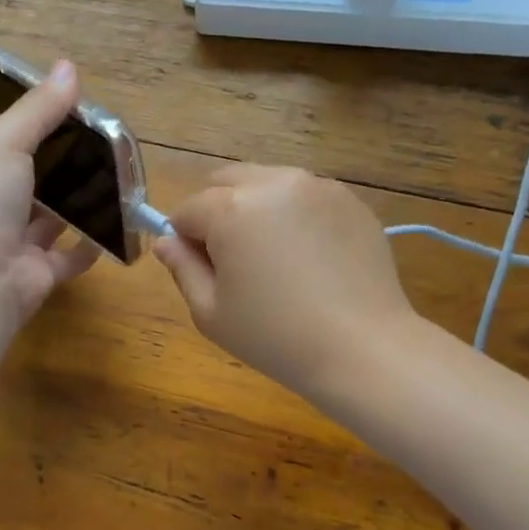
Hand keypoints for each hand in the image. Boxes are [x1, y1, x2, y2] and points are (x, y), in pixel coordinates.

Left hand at [0, 59, 98, 324]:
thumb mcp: (5, 142)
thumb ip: (38, 110)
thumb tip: (68, 67)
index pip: (6, 143)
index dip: (37, 127)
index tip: (76, 114)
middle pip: (32, 182)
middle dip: (62, 167)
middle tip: (106, 148)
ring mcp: (15, 244)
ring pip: (51, 220)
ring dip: (77, 205)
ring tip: (117, 183)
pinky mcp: (39, 274)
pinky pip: (69, 257)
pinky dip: (89, 246)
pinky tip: (114, 229)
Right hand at [154, 165, 415, 397]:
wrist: (362, 348)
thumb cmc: (274, 337)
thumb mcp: (211, 313)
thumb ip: (183, 269)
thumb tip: (166, 241)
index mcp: (231, 208)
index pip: (188, 210)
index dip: (186, 241)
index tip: (203, 273)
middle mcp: (274, 182)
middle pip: (227, 181)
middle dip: (218, 212)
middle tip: (235, 261)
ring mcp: (318, 187)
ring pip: (268, 182)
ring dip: (257, 208)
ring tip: (276, 259)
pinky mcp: (351, 201)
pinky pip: (306, 196)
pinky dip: (295, 215)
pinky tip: (310, 259)